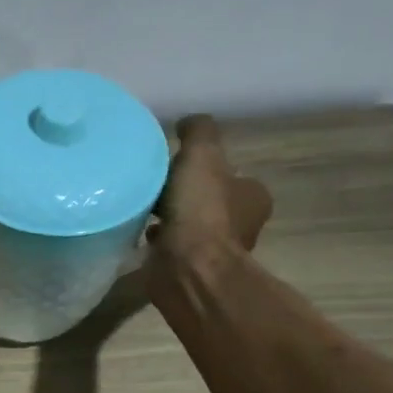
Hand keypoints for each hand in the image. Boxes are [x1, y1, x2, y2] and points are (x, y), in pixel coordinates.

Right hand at [147, 115, 273, 272]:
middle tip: (157, 183)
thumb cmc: (202, 210)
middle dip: (186, 192)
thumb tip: (188, 123)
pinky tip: (139, 232)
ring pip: (190, 225)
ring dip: (169, 217)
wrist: (187, 268)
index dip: (208, 167)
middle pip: (210, 200)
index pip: (232, 175)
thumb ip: (198, 132)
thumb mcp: (202, 154)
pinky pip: (172, 247)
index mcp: (252, 197)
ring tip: (143, 206)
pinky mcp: (189, 269)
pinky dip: (159, 240)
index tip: (180, 163)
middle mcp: (240, 225)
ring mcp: (214, 251)